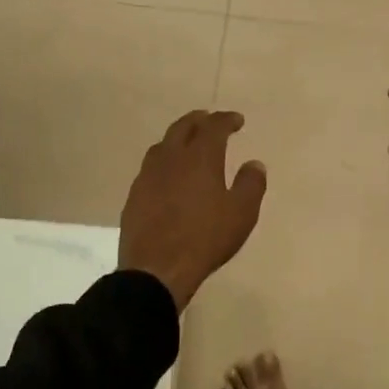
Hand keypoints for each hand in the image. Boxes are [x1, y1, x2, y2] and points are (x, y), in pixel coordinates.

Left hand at [119, 110, 266, 310]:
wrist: (156, 268)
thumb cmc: (205, 238)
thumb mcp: (241, 214)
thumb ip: (251, 184)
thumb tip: (254, 164)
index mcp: (200, 157)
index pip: (214, 126)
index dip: (226, 119)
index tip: (237, 121)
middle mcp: (171, 158)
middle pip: (183, 127)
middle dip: (199, 120)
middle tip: (209, 120)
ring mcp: (148, 175)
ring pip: (163, 145)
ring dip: (178, 138)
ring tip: (188, 144)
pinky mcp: (135, 195)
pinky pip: (150, 167)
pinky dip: (164, 161)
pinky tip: (167, 174)